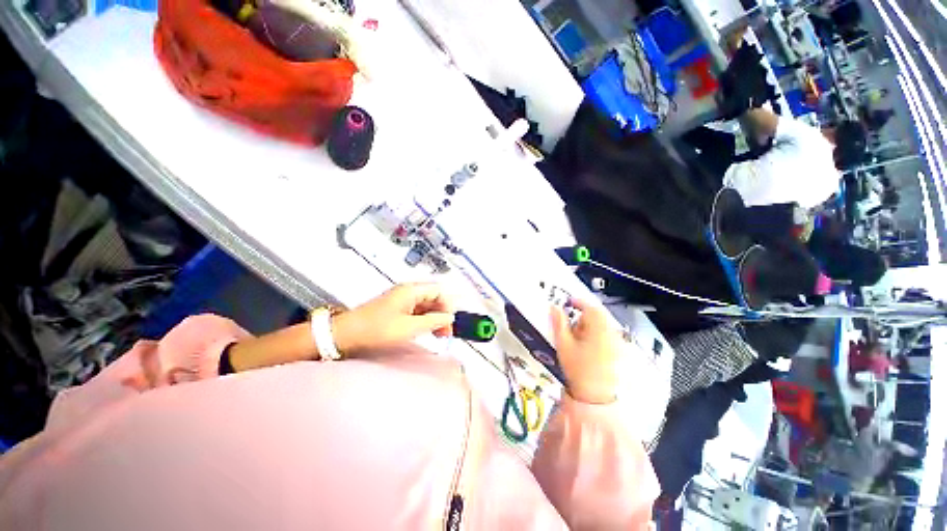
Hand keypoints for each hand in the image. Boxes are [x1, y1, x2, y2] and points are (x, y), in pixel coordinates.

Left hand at [332, 283, 455, 354]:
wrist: (346, 334)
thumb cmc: (378, 329)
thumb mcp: (409, 328)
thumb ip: (433, 322)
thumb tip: (450, 318)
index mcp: (412, 290)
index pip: (439, 291)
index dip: (448, 305)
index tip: (450, 323)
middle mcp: (409, 291)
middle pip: (434, 297)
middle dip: (442, 313)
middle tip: (447, 332)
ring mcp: (402, 299)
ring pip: (426, 305)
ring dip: (434, 318)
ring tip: (439, 334)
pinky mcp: (397, 308)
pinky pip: (417, 310)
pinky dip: (424, 320)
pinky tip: (427, 331)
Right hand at [550, 299, 620, 404]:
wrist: (594, 396)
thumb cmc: (577, 369)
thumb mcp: (563, 344)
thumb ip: (559, 323)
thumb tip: (555, 308)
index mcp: (599, 329)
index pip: (591, 308)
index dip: (578, 302)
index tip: (568, 303)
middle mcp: (612, 333)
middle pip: (598, 316)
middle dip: (583, 318)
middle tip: (571, 329)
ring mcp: (618, 343)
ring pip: (602, 325)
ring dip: (590, 327)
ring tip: (578, 341)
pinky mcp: (620, 352)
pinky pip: (607, 335)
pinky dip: (597, 336)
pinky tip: (588, 348)